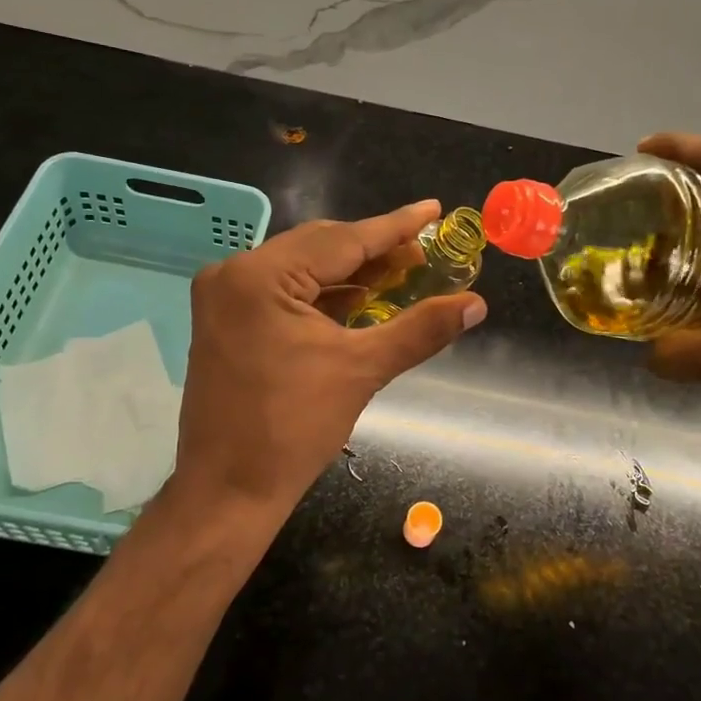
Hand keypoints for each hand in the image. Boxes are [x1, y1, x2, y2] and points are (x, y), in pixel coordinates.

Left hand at [168, 200, 485, 518]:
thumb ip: (420, 329)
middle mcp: (234, 274)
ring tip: (401, 274)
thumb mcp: (362, 370)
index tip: (433, 209)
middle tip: (424, 253)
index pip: (341, 240)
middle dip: (374, 251)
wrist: (228, 491)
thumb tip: (476, 304)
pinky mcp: (226, 320)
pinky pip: (284, 292)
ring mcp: (224, 297)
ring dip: (351, 273)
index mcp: (260, 276)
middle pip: (319, 248)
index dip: (395, 227)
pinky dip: (323, 295)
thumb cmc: (293, 430)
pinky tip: (360, 299)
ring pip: (302, 269)